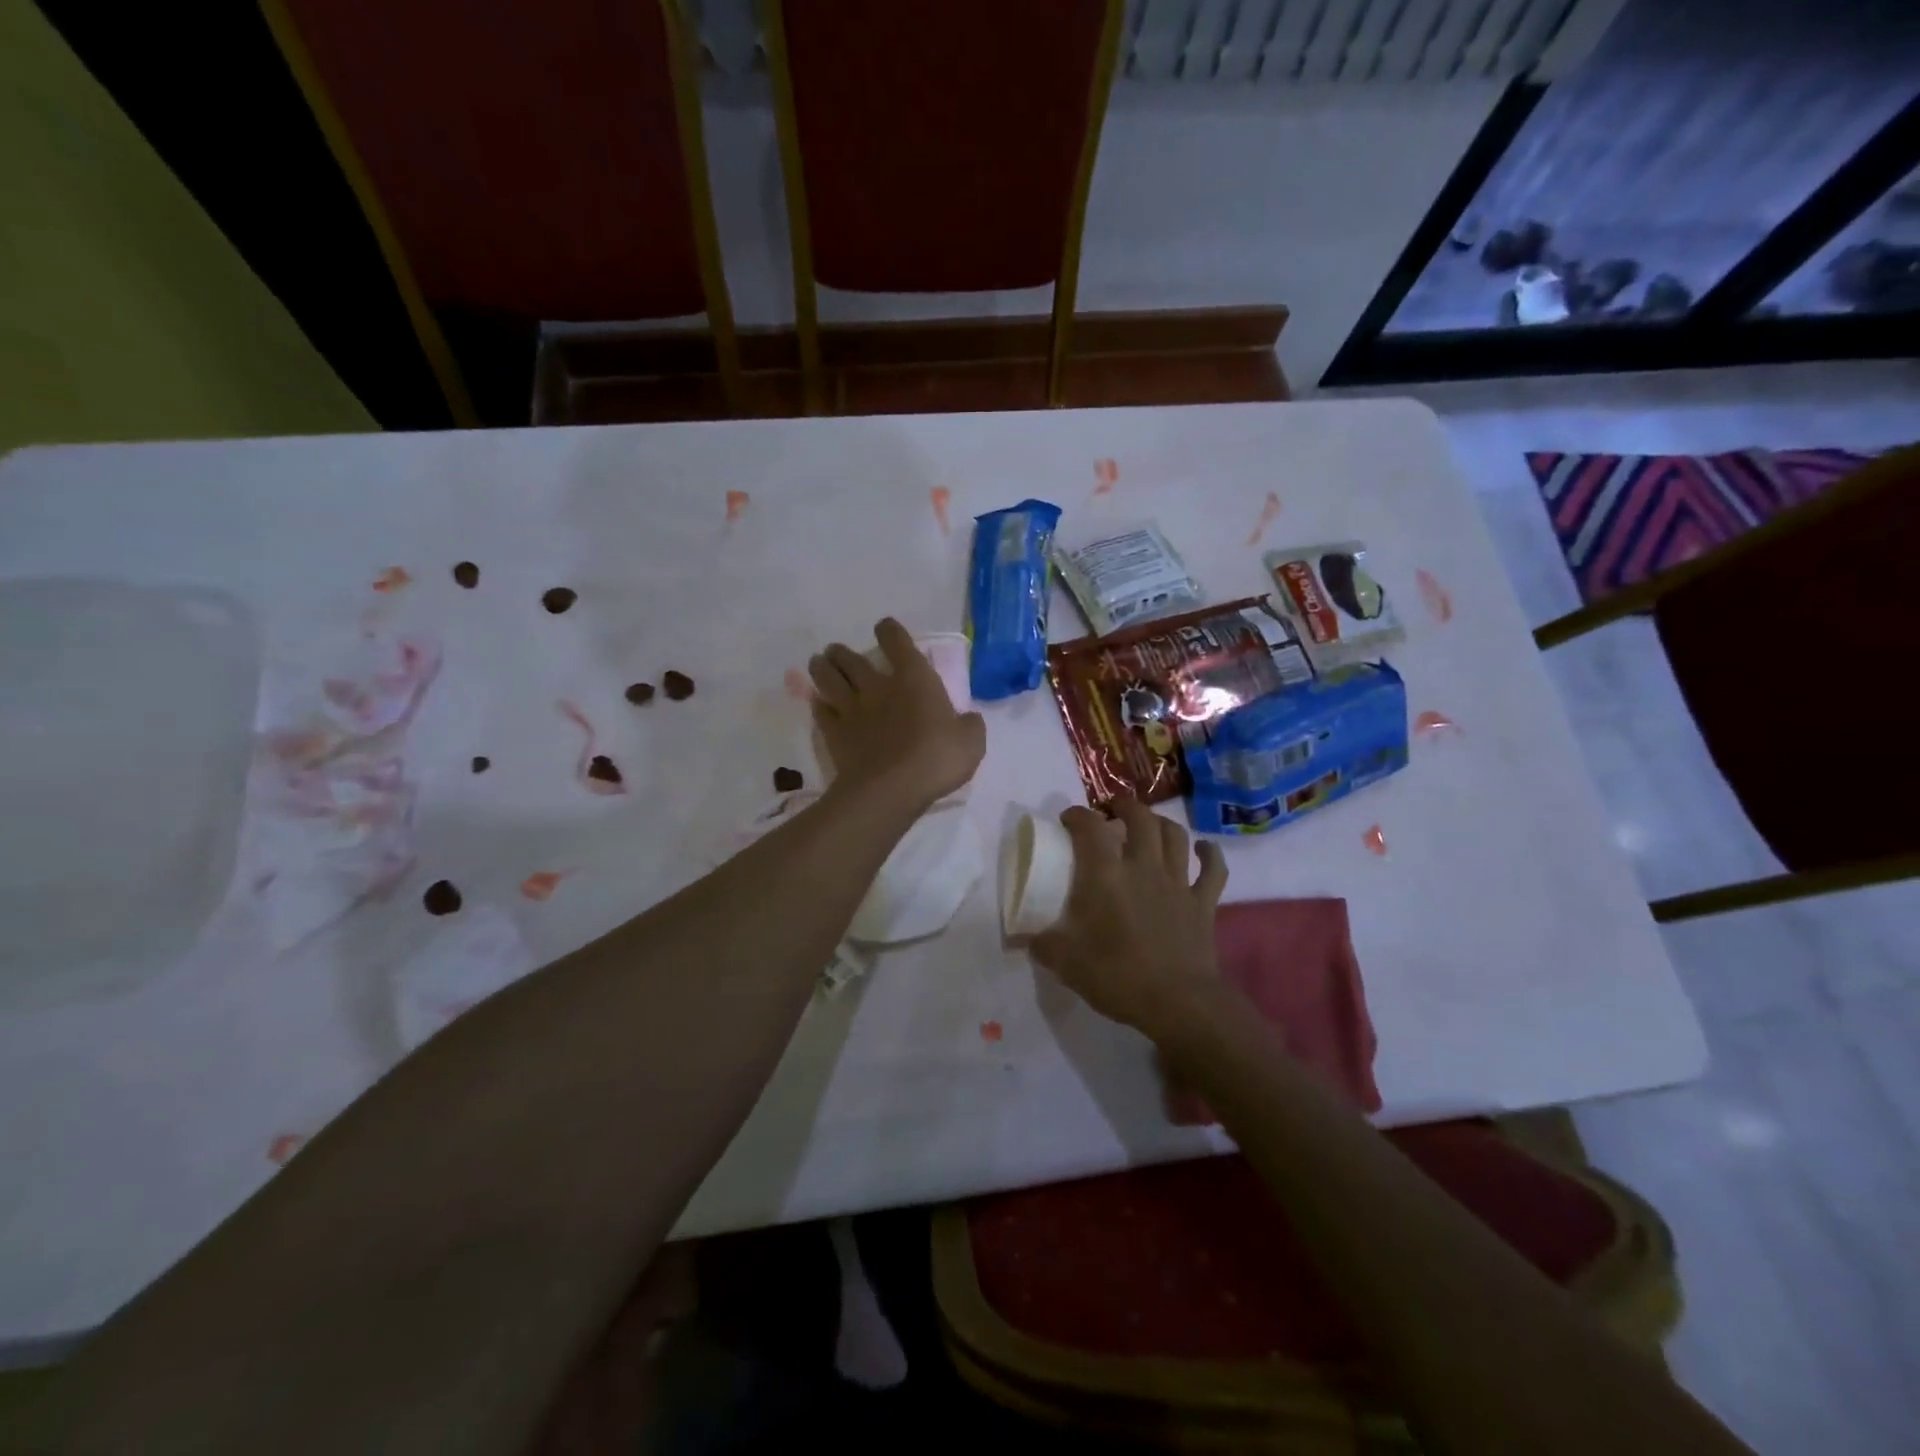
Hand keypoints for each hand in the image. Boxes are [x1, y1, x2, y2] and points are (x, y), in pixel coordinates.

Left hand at [810, 618, 985, 814]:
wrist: (891, 789)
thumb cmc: (936, 759)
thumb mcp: (971, 743)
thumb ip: (970, 726)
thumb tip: (969, 720)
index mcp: (914, 680)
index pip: (898, 643)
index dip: (890, 632)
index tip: (885, 628)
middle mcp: (878, 687)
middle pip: (853, 660)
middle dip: (843, 652)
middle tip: (836, 650)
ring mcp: (852, 710)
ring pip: (830, 680)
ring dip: (823, 669)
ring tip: (818, 662)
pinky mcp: (835, 734)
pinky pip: (822, 713)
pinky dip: (819, 706)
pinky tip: (818, 703)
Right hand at [1030, 796, 1227, 1037]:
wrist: (1179, 1003)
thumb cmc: (1118, 978)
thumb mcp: (1066, 964)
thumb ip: (1043, 945)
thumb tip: (1023, 938)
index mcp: (1106, 876)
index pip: (1089, 828)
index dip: (1077, 815)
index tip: (1068, 818)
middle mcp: (1143, 867)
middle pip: (1140, 818)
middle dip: (1124, 806)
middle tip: (1112, 810)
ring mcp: (1178, 882)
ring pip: (1175, 835)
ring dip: (1161, 823)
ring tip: (1150, 824)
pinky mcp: (1203, 902)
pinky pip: (1213, 869)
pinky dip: (1209, 854)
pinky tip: (1203, 849)